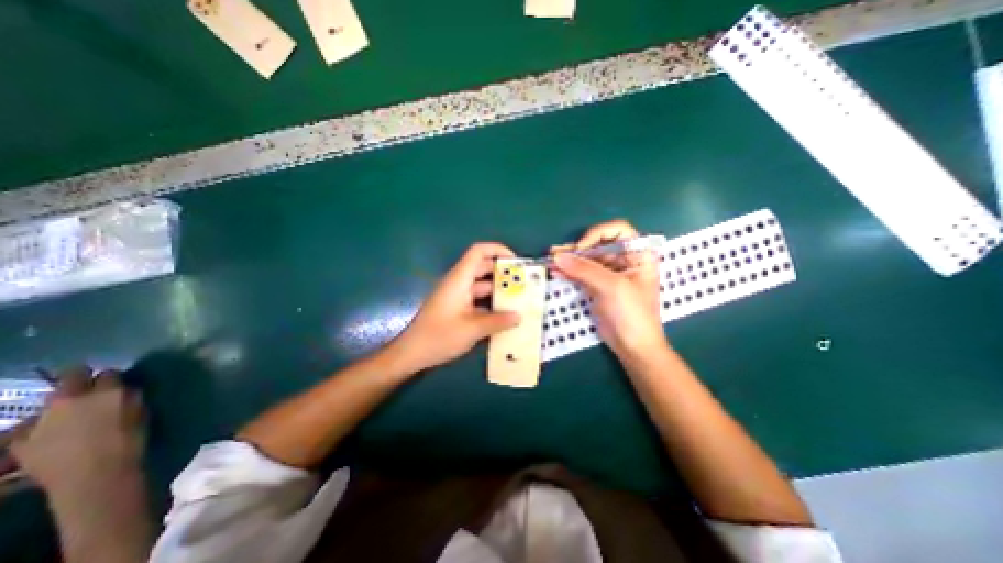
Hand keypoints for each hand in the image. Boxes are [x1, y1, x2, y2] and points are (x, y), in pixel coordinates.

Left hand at [4, 369, 143, 497]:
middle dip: (80, 379)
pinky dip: (41, 427)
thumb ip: (128, 398)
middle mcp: (70, 399)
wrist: (94, 476)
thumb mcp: (139, 413)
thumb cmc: (128, 440)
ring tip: (72, 416)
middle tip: (90, 389)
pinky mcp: (20, 440)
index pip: (108, 373)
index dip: (112, 378)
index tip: (116, 384)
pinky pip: (30, 426)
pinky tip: (53, 436)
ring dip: (62, 404)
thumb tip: (123, 391)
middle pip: (71, 377)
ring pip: (49, 402)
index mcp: (106, 392)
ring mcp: (41, 419)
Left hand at [389, 241, 520, 372]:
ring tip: (520, 300)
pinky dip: (491, 304)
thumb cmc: (439, 337)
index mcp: (459, 279)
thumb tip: (519, 316)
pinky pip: (478, 299)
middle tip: (525, 284)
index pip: (478, 251)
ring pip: (482, 285)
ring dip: (499, 290)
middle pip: (483, 267)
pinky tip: (505, 316)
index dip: (498, 250)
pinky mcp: (457, 307)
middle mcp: (459, 283)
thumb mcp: (472, 330)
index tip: (517, 263)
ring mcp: (458, 296)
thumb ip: (497, 321)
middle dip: (504, 273)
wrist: (411, 353)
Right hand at [547, 219, 663, 360]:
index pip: (618, 230)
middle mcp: (624, 259)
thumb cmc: (632, 314)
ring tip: (550, 260)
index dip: (597, 234)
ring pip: (586, 259)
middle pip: (597, 245)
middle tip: (555, 252)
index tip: (581, 248)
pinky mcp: (598, 285)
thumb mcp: (612, 287)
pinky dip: (568, 272)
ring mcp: (609, 273)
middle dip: (576, 249)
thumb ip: (584, 270)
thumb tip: (558, 256)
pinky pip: (581, 273)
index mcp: (638, 254)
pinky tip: (555, 271)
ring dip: (568, 260)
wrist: (633, 346)